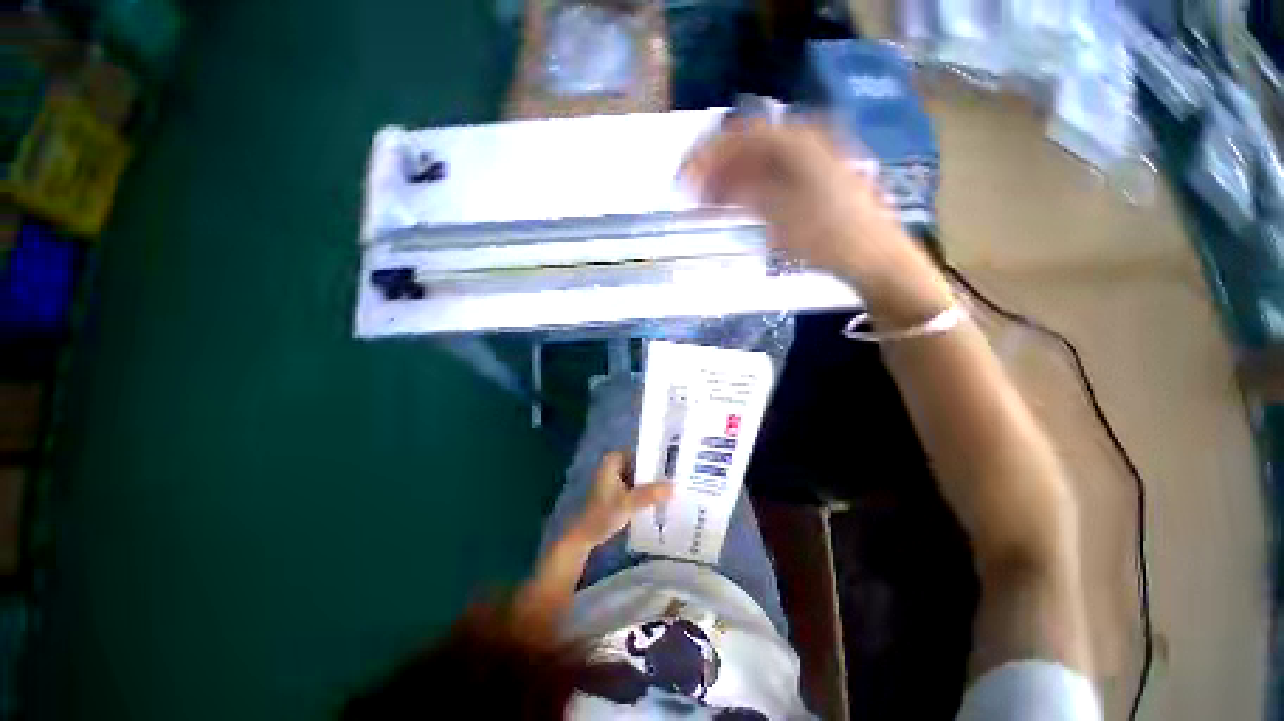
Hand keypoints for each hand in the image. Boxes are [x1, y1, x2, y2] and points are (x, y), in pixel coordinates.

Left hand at [571, 451, 672, 547]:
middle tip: (678, 476)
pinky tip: (661, 497)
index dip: (658, 456)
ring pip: (640, 475)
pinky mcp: (617, 489)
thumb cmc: (602, 515)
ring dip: (652, 482)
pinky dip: (646, 490)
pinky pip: (636, 484)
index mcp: (613, 459)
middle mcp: (614, 463)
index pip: (641, 451)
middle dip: (656, 471)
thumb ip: (650, 494)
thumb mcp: (628, 504)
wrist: (584, 536)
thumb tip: (674, 486)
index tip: (675, 463)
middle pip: (641, 463)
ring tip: (674, 486)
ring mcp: (615, 476)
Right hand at [682, 118, 952, 324]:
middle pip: (747, 148)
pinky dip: (747, 191)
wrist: (873, 257)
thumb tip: (713, 183)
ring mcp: (808, 163)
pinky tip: (732, 207)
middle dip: (716, 169)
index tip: (684, 179)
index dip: (708, 156)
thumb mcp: (781, 215)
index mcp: (797, 142)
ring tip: (706, 206)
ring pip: (757, 165)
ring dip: (729, 182)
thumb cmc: (828, 236)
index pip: (741, 136)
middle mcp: (803, 143)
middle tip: (692, 194)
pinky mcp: (810, 184)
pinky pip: (769, 179)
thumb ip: (744, 192)